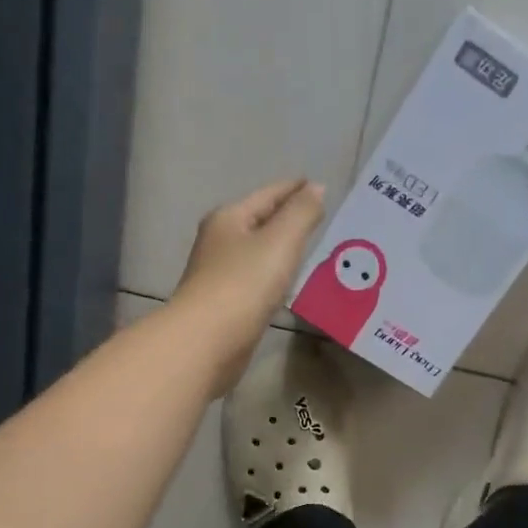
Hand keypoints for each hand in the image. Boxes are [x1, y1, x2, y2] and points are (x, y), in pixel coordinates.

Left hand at [172, 178, 326, 392]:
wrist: (207, 340)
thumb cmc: (244, 284)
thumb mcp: (280, 241)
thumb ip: (302, 213)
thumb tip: (317, 188)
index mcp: (229, 218)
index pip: (269, 195)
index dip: (295, 189)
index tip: (319, 187)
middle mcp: (219, 241)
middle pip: (259, 221)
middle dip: (287, 218)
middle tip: (319, 219)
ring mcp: (219, 274)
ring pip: (257, 252)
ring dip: (280, 249)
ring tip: (309, 249)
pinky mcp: (224, 305)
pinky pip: (255, 280)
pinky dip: (273, 275)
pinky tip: (286, 283)